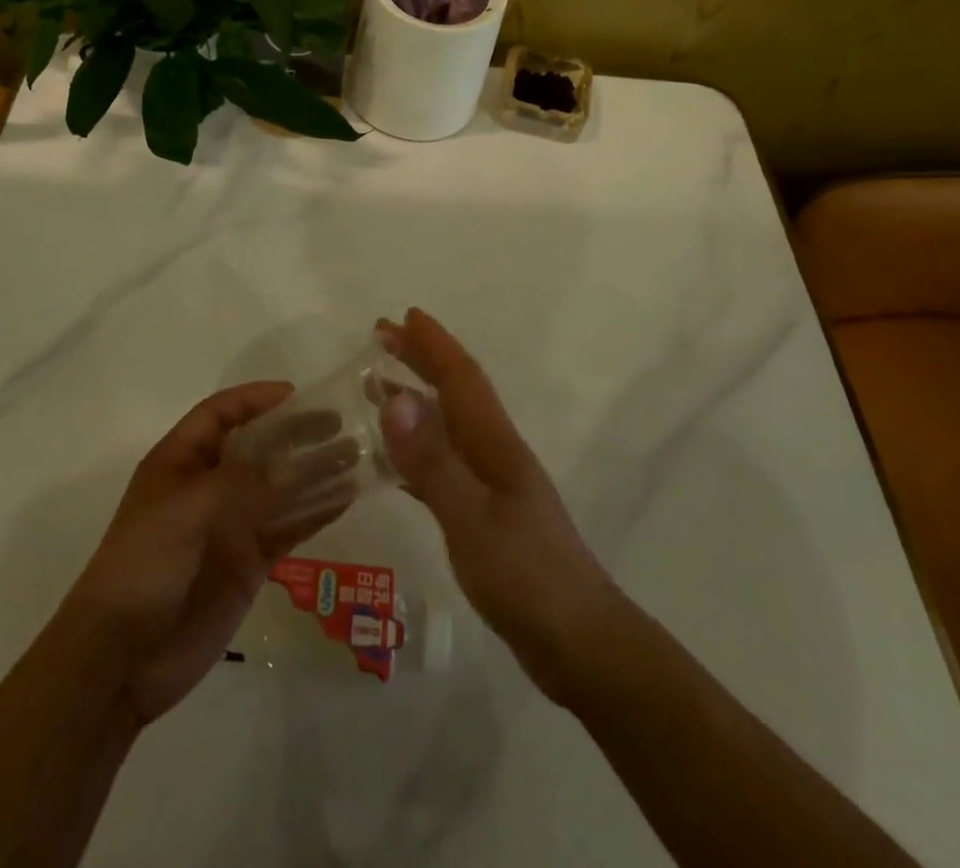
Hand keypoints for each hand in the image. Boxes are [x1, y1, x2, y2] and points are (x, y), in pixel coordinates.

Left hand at [60, 381, 340, 724]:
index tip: (297, 394)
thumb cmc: (142, 566)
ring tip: (355, 456)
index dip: (255, 399)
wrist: (121, 659)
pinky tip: (346, 498)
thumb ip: (242, 484)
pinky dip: (316, 512)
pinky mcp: (250, 561)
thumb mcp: (185, 511)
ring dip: (315, 471)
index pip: (221, 414)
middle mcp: (210, 485)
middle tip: (339, 424)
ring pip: (281, 486)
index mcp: (181, 461)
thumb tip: (295, 464)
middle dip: (295, 432)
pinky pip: (289, 527)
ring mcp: (232, 524)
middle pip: (259, 446)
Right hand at [377, 308, 621, 702]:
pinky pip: (443, 465)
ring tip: (379, 385)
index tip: (402, 315)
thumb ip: (432, 460)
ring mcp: (493, 485)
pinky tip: (397, 462)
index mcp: (495, 443)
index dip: (433, 345)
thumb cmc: (527, 577)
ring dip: (417, 399)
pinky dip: (418, 450)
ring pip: (448, 426)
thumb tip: (395, 397)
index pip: (461, 378)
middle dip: (422, 359)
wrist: (581, 645)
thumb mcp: (472, 518)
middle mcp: (495, 452)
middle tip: (381, 336)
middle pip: (455, 393)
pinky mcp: (487, 516)